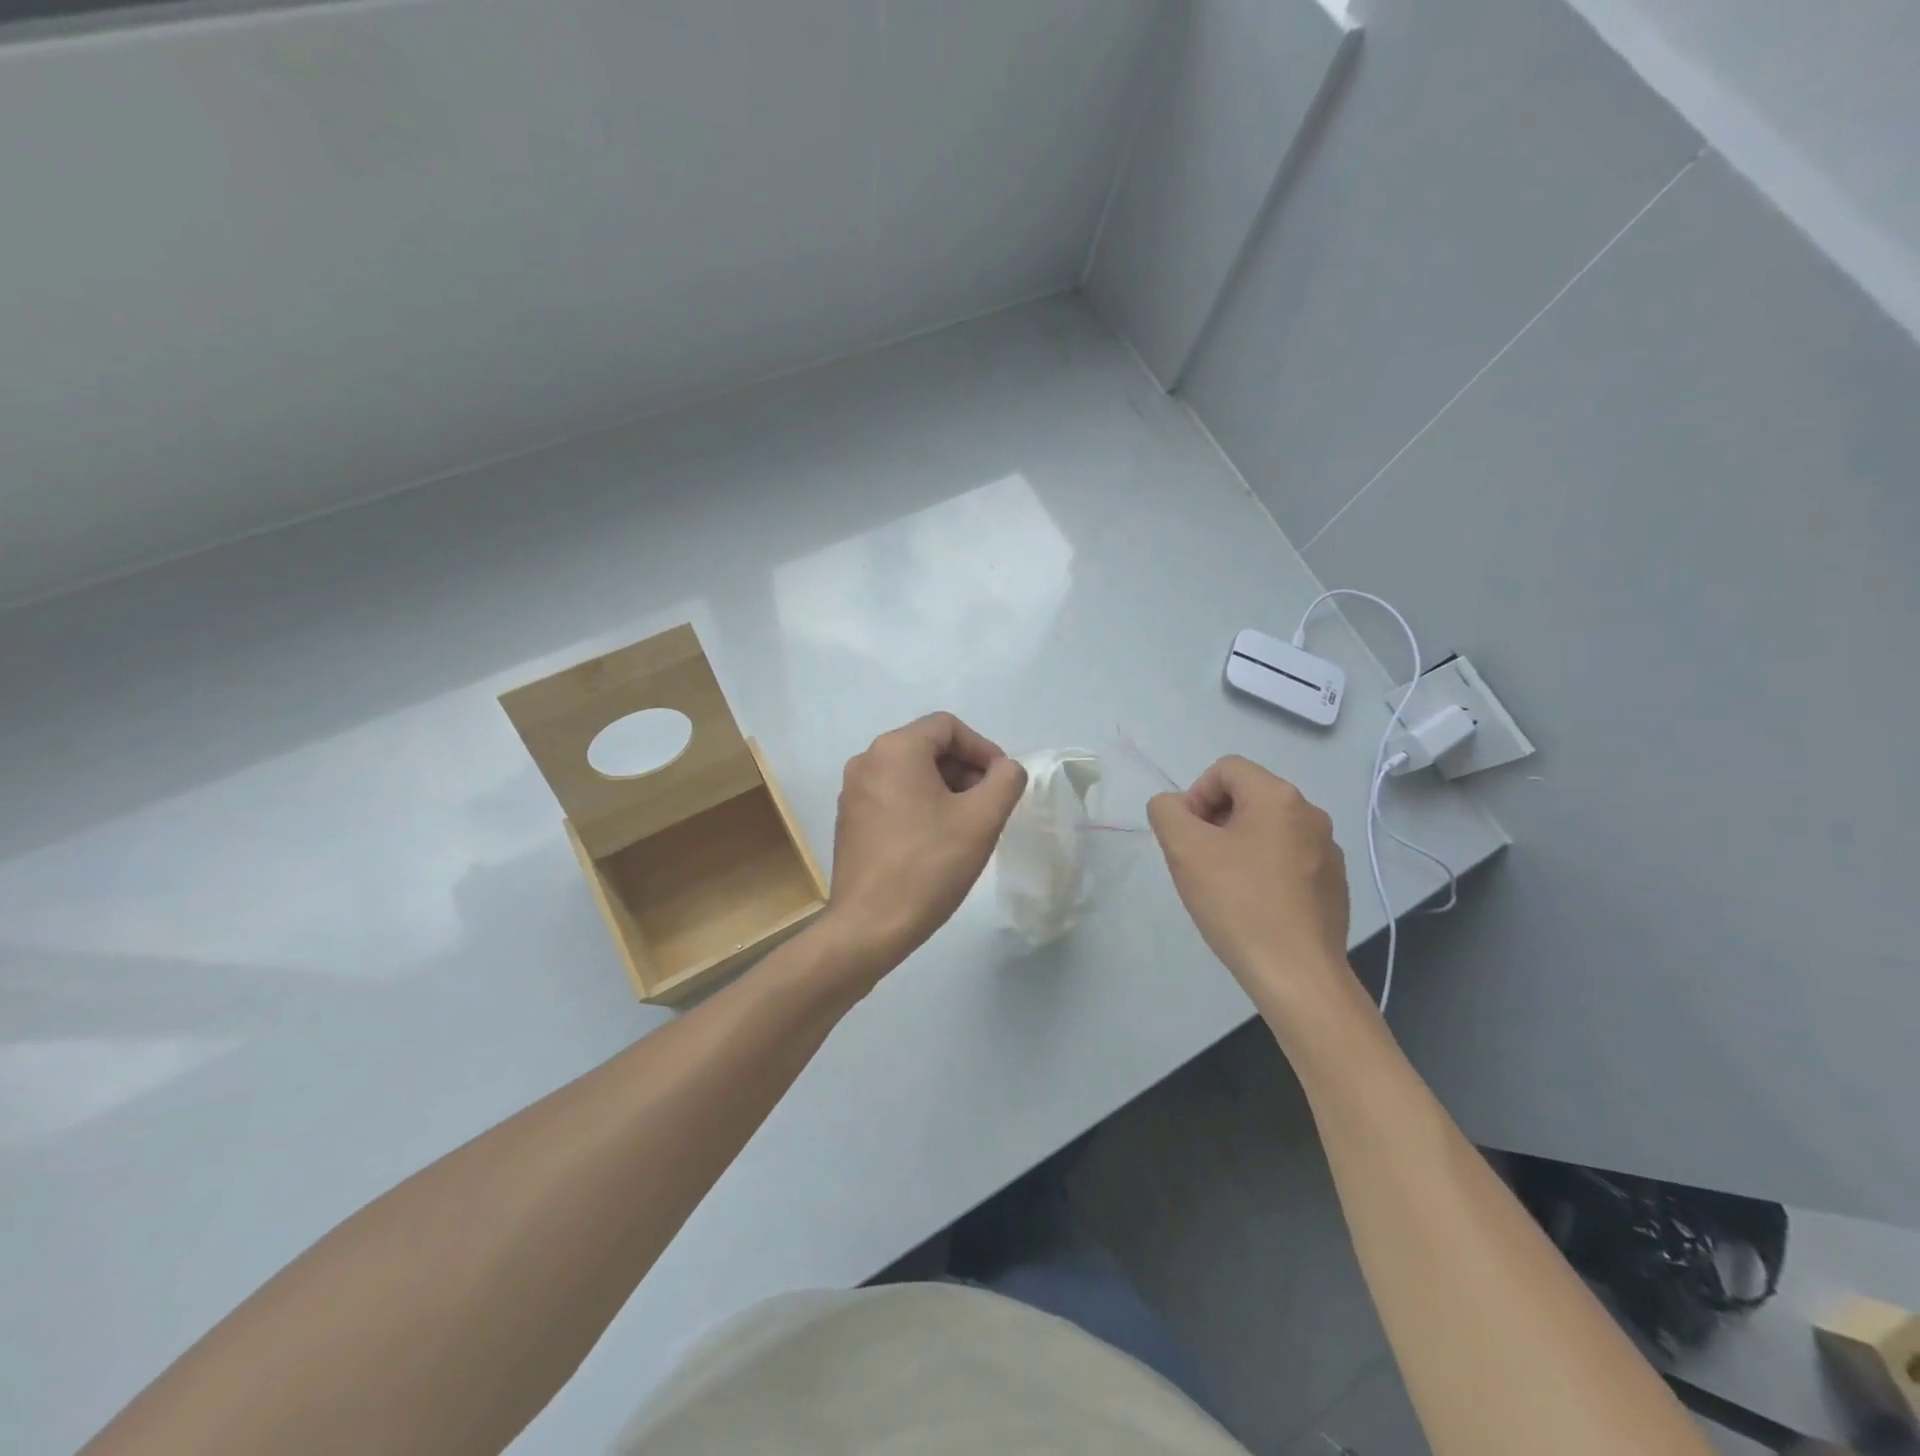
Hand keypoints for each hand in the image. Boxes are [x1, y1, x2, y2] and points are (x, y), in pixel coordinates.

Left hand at [822, 712, 1027, 979]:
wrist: (870, 925)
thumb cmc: (929, 866)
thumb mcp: (982, 819)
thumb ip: (1005, 781)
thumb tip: (1005, 769)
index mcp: (895, 749)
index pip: (948, 727)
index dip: (983, 749)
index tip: (1002, 783)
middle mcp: (867, 760)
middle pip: (928, 747)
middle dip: (965, 770)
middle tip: (989, 806)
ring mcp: (853, 791)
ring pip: (911, 773)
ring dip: (945, 789)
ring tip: (967, 826)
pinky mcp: (849, 819)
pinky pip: (893, 795)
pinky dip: (920, 805)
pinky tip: (937, 840)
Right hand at [1147, 756, 1353, 1005]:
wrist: (1297, 974)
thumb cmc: (1238, 903)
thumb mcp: (1184, 850)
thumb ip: (1166, 811)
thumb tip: (1173, 806)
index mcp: (1278, 797)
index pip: (1225, 769)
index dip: (1195, 795)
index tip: (1187, 837)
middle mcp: (1311, 813)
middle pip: (1248, 796)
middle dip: (1214, 820)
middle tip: (1198, 861)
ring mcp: (1328, 850)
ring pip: (1268, 829)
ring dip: (1238, 845)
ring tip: (1223, 885)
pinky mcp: (1334, 883)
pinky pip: (1289, 858)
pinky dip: (1264, 869)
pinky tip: (1253, 905)